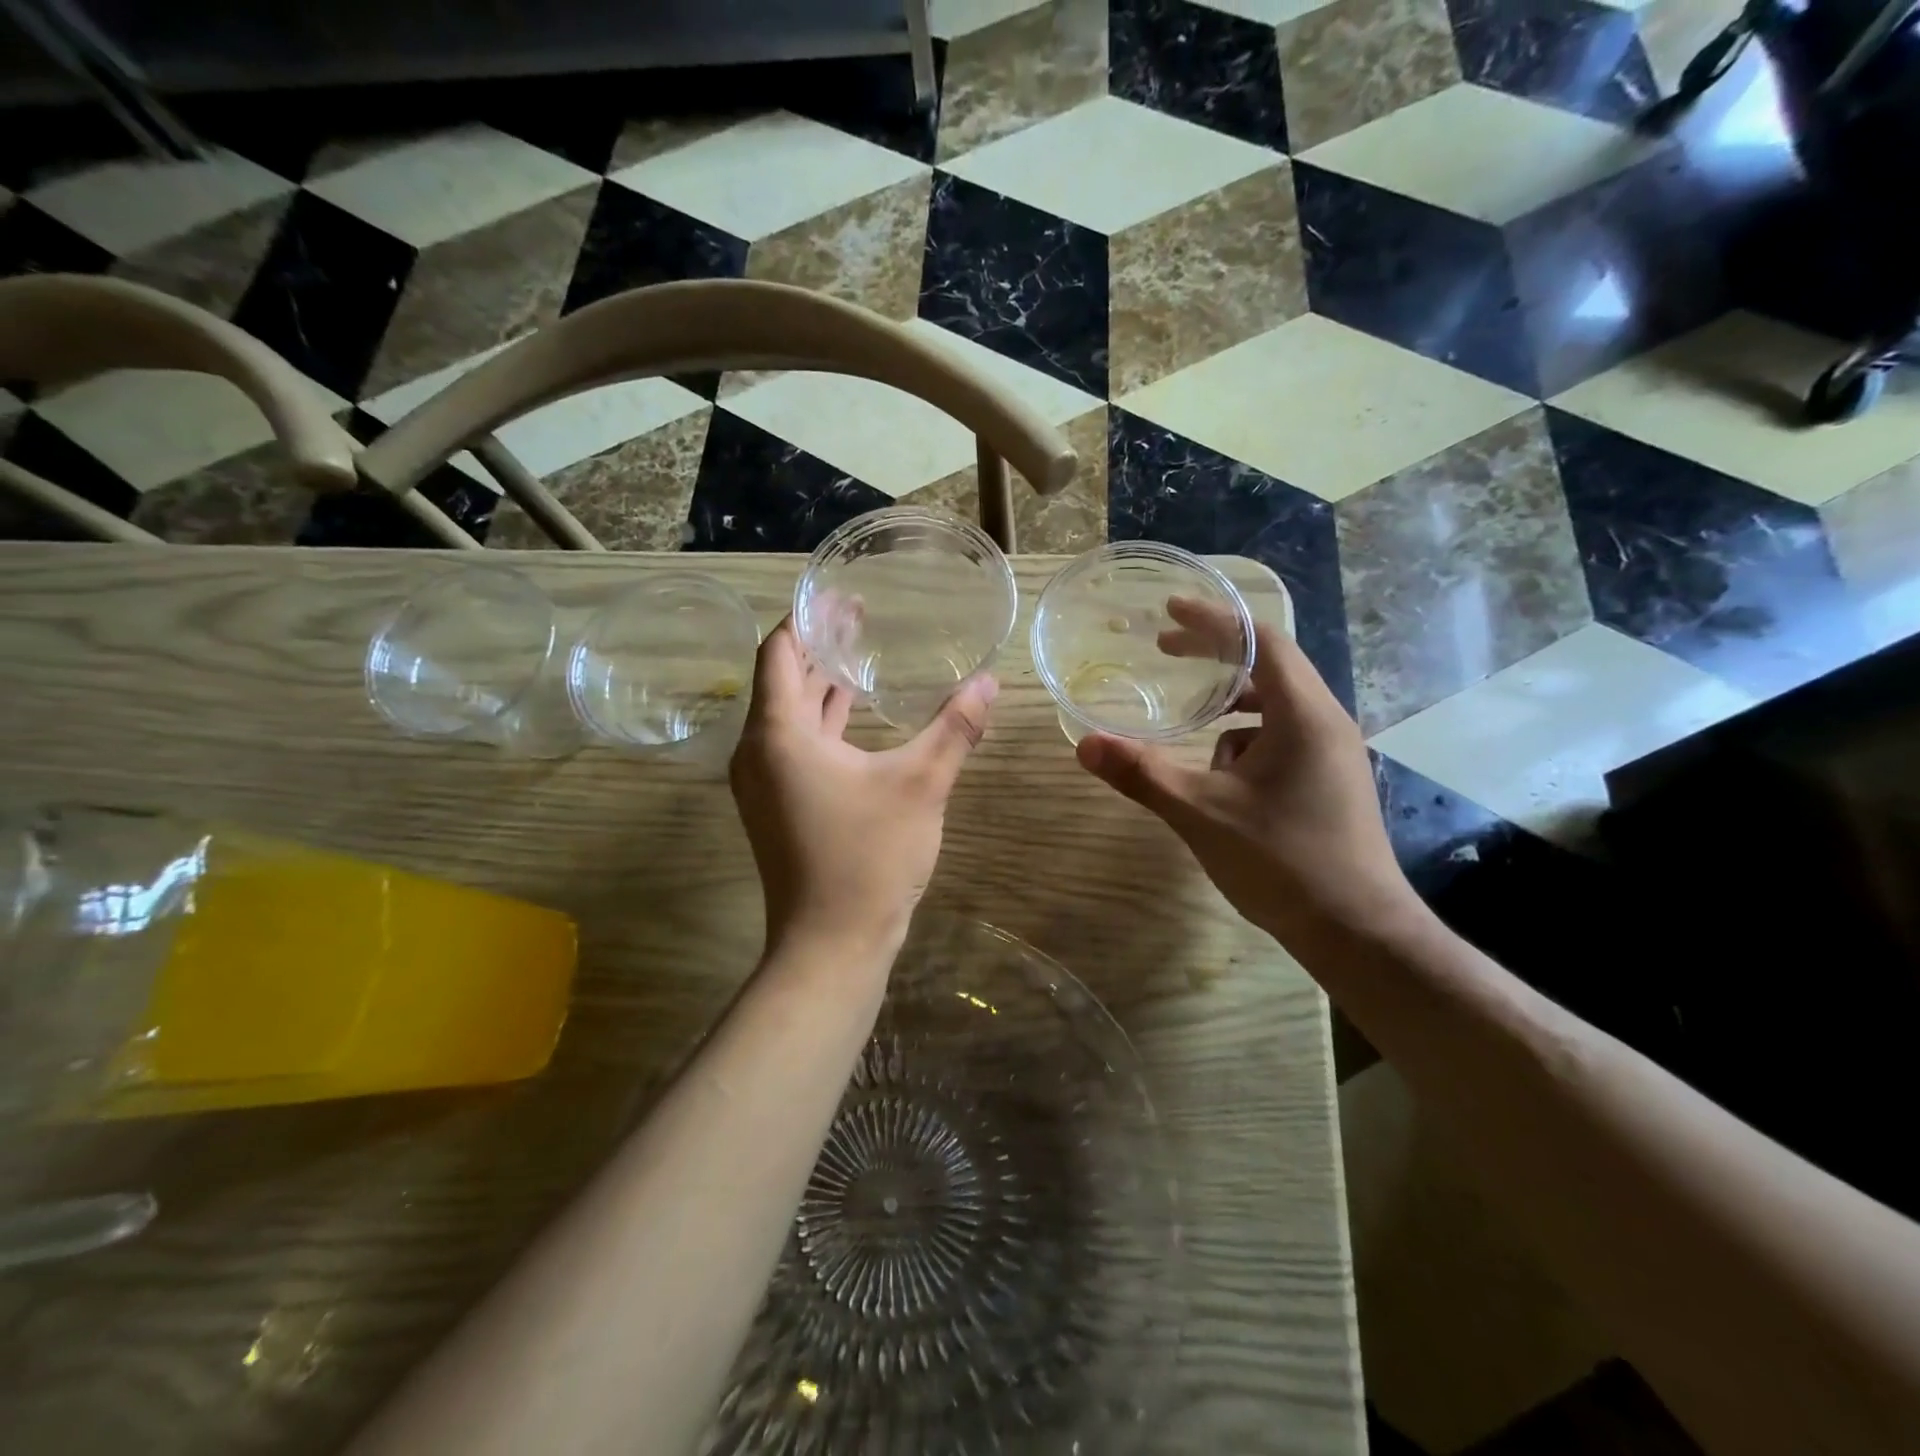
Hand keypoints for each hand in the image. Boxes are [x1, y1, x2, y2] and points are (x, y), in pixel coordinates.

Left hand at [730, 618, 996, 957]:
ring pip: (788, 714)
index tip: (842, 595)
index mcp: (778, 734)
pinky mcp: (776, 806)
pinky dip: (821, 721)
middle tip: (861, 616)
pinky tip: (855, 712)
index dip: (807, 617)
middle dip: (819, 645)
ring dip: (821, 684)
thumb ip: (955, 728)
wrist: (831, 945)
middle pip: (782, 678)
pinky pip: (794, 744)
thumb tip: (990, 682)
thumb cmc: (869, 858)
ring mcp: (763, 782)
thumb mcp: (921, 785)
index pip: (779, 651)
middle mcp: (757, 751)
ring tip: (861, 653)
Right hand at [1076, 597, 1420, 947]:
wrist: (1357, 932)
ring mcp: (1332, 753)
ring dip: (1229, 706)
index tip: (1169, 611)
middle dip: (1214, 656)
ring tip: (1191, 724)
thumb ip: (1142, 774)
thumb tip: (1084, 744)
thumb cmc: (1282, 861)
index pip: (1259, 640)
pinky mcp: (1329, 780)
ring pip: (1273, 707)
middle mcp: (1325, 722)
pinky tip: (1222, 780)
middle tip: (1163, 651)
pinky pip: (1281, 739)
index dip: (1213, 620)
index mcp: (1302, 714)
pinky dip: (1244, 741)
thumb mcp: (1201, 813)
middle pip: (1268, 666)